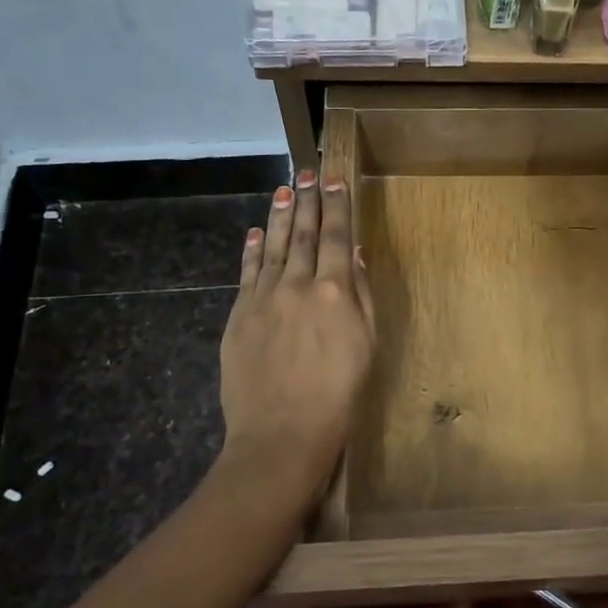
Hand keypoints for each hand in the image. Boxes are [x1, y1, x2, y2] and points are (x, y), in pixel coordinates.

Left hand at [217, 170, 375, 510]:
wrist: (281, 434)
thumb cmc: (338, 396)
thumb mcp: (367, 347)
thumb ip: (362, 297)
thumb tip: (357, 256)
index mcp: (336, 292)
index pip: (338, 238)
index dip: (337, 207)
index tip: (334, 181)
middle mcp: (299, 285)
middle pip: (305, 235)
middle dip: (308, 201)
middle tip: (307, 172)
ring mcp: (264, 298)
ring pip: (274, 247)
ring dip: (281, 216)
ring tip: (285, 189)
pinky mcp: (240, 316)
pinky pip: (247, 273)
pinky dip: (253, 250)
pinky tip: (257, 232)